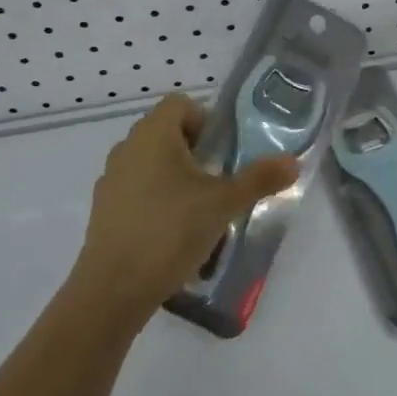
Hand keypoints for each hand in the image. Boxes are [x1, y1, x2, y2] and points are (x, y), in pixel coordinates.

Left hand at [70, 93, 300, 314]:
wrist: (112, 291)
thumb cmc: (170, 231)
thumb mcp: (224, 204)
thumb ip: (259, 179)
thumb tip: (293, 162)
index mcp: (153, 134)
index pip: (180, 104)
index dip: (206, 120)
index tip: (222, 152)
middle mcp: (127, 148)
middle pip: (167, 133)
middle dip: (196, 153)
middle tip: (218, 182)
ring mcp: (111, 180)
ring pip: (151, 164)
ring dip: (176, 179)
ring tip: (198, 212)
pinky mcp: (103, 211)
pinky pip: (136, 192)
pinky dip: (156, 202)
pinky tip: (172, 236)